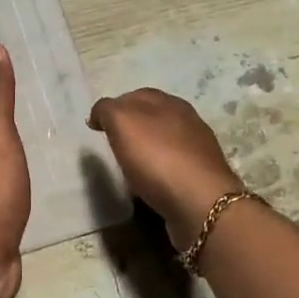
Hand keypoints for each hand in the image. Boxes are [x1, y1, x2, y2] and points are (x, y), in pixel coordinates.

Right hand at [88, 88, 243, 248]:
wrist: (200, 202)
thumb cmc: (157, 158)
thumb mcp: (122, 123)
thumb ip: (107, 110)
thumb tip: (99, 113)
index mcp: (168, 102)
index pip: (136, 95)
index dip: (114, 107)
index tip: (96, 126)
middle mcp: (187, 119)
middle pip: (153, 116)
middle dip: (132, 126)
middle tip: (111, 143)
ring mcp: (198, 148)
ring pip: (165, 140)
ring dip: (147, 147)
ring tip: (129, 164)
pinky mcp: (202, 176)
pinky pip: (174, 165)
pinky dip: (159, 168)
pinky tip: (150, 181)